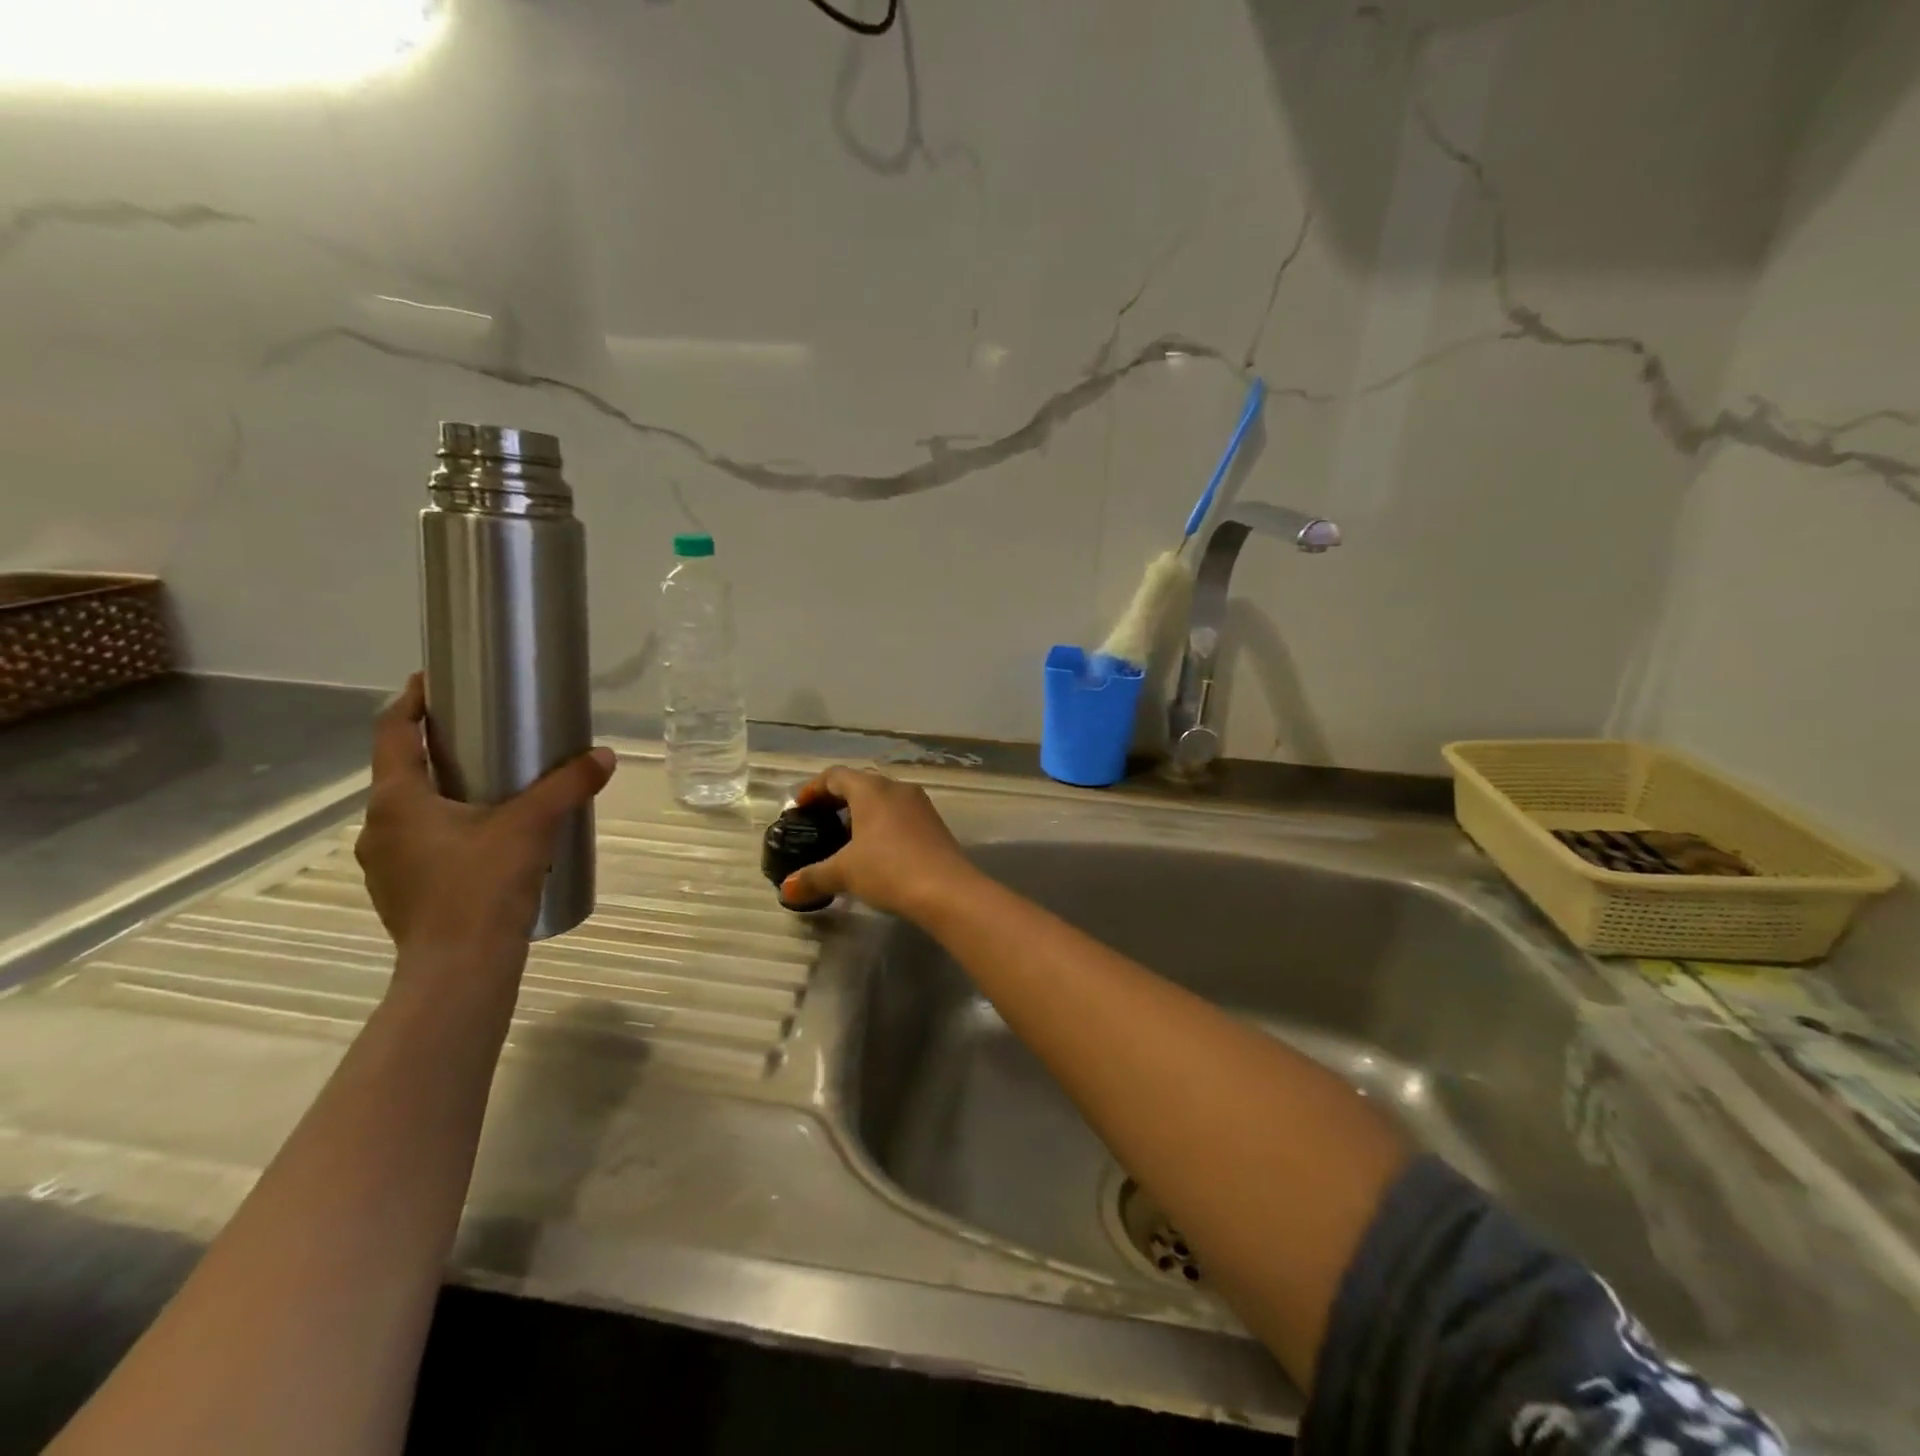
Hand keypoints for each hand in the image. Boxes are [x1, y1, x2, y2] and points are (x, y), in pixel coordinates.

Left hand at [354, 674, 616, 964]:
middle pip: (402, 774)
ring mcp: (385, 865)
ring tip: (489, 792)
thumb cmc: (483, 886)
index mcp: (398, 801)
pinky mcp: (401, 894)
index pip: (392, 734)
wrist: (459, 969)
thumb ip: (567, 787)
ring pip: (411, 814)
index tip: (431, 681)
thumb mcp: (532, 826)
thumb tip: (604, 755)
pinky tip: (485, 844)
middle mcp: (378, 828)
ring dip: (441, 795)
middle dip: (436, 751)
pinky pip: (420, 846)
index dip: (410, 702)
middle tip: (481, 737)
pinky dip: (446, 831)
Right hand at [780, 767, 975, 920]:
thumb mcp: (845, 873)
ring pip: (883, 799)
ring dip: (861, 814)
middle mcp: (896, 788)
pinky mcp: (934, 823)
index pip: (835, 776)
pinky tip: (874, 852)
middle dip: (836, 801)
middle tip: (818, 823)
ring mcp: (919, 804)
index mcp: (871, 790)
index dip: (813, 789)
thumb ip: (814, 877)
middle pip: (860, 784)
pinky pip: (899, 815)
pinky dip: (881, 825)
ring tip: (844, 840)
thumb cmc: (889, 870)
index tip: (799, 808)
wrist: (947, 890)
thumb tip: (787, 889)